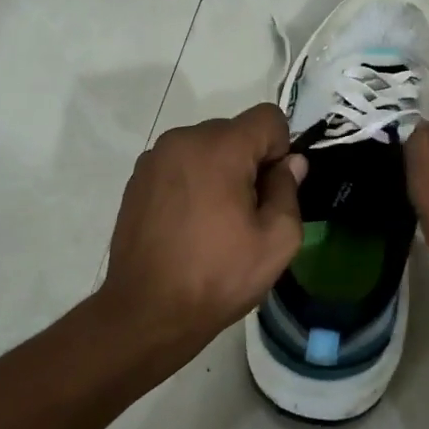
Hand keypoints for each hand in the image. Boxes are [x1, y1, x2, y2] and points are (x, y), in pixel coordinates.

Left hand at [96, 104, 306, 360]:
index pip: (268, 117)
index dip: (280, 150)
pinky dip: (192, 182)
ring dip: (218, 171)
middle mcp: (183, 139)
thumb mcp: (277, 241)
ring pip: (205, 147)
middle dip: (248, 162)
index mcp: (219, 148)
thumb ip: (289, 190)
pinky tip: (188, 224)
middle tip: (246, 213)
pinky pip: (179, 164)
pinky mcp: (137, 178)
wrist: (147, 310)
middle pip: (234, 132)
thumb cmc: (218, 276)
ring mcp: (155, 158)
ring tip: (214, 221)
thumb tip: (291, 163)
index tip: (271, 191)